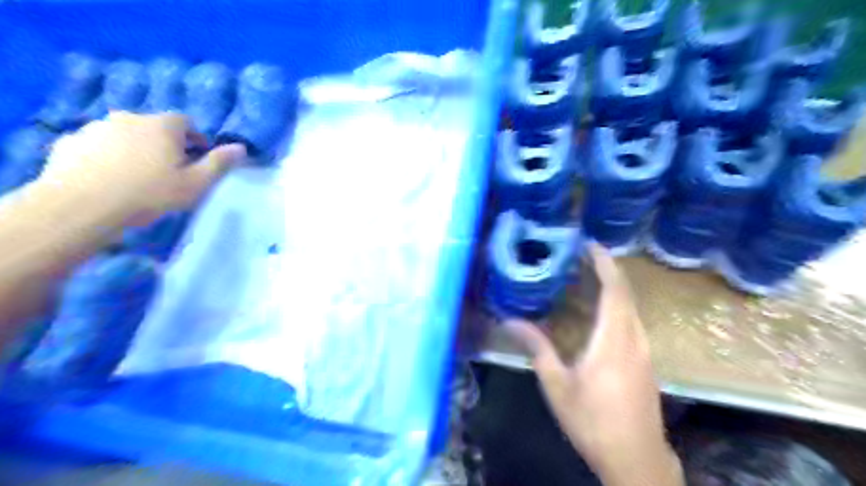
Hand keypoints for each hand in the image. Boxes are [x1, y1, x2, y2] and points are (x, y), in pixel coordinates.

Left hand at [41, 113, 246, 229]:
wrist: (83, 206)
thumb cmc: (150, 193)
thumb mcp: (196, 183)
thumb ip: (219, 163)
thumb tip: (241, 147)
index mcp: (162, 126)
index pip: (185, 121)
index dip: (195, 138)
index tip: (197, 159)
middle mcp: (129, 118)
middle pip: (154, 127)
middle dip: (165, 144)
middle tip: (170, 170)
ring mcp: (96, 128)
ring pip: (125, 135)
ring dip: (136, 148)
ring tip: (138, 176)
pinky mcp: (71, 142)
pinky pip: (98, 145)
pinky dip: (108, 156)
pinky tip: (109, 178)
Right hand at [508, 248, 684, 484]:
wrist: (636, 459)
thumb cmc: (593, 421)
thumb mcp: (558, 385)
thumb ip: (537, 349)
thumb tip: (509, 322)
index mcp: (614, 340)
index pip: (615, 290)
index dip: (604, 264)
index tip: (589, 244)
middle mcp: (635, 339)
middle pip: (625, 293)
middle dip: (606, 269)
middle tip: (579, 256)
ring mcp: (645, 350)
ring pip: (631, 307)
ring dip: (611, 287)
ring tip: (584, 277)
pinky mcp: (646, 361)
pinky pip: (632, 321)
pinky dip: (616, 306)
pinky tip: (597, 312)